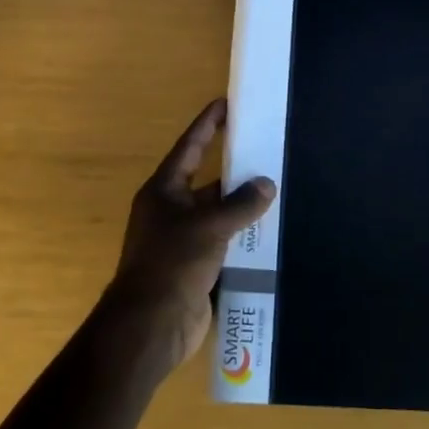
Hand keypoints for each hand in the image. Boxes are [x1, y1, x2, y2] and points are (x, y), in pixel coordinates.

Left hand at [102, 99, 276, 370]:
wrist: (151, 327)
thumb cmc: (171, 265)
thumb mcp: (208, 227)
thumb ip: (240, 204)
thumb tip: (266, 184)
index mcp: (164, 191)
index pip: (189, 148)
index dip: (207, 124)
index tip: (225, 102)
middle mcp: (171, 211)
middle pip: (207, 181)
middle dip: (234, 168)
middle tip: (266, 148)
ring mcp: (182, 240)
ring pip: (218, 213)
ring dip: (242, 205)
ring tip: (277, 188)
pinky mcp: (195, 266)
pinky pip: (224, 241)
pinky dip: (243, 235)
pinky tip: (270, 231)